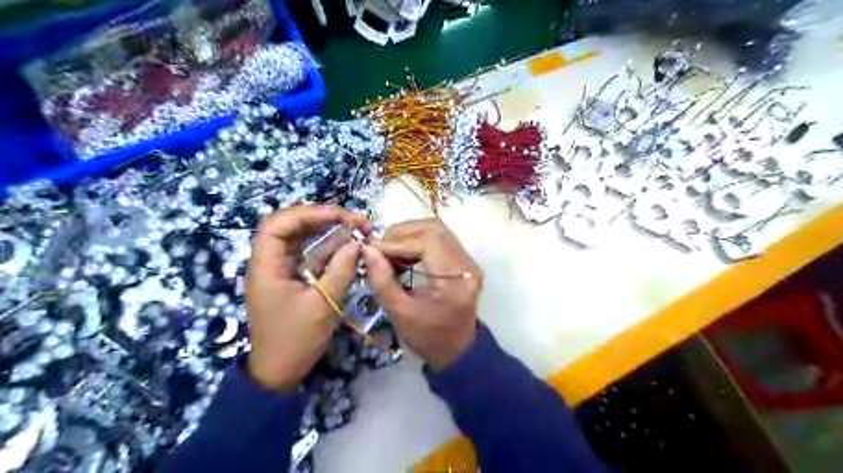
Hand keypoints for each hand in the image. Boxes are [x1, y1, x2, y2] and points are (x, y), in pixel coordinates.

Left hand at [248, 204, 370, 391]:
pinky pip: (311, 256)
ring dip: (330, 232)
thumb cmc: (296, 340)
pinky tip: (350, 246)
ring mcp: (282, 271)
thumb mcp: (323, 305)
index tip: (340, 214)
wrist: (280, 373)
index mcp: (266, 266)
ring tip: (357, 228)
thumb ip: (341, 270)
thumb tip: (358, 243)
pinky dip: (330, 249)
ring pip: (303, 240)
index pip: (278, 223)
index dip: (308, 213)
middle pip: (292, 227)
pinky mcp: (294, 280)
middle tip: (355, 220)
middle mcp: (271, 262)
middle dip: (324, 219)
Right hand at [360, 219, 480, 369]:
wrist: (457, 350)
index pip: (427, 242)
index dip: (396, 242)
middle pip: (433, 229)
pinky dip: (417, 241)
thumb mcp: (399, 313)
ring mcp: (467, 260)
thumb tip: (367, 249)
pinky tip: (404, 256)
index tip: (371, 250)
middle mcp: (467, 263)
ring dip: (409, 236)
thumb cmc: (428, 338)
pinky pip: (439, 239)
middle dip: (401, 234)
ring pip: (436, 230)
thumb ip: (382, 279)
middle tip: (381, 251)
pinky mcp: (463, 261)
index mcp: (455, 278)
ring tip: (390, 254)